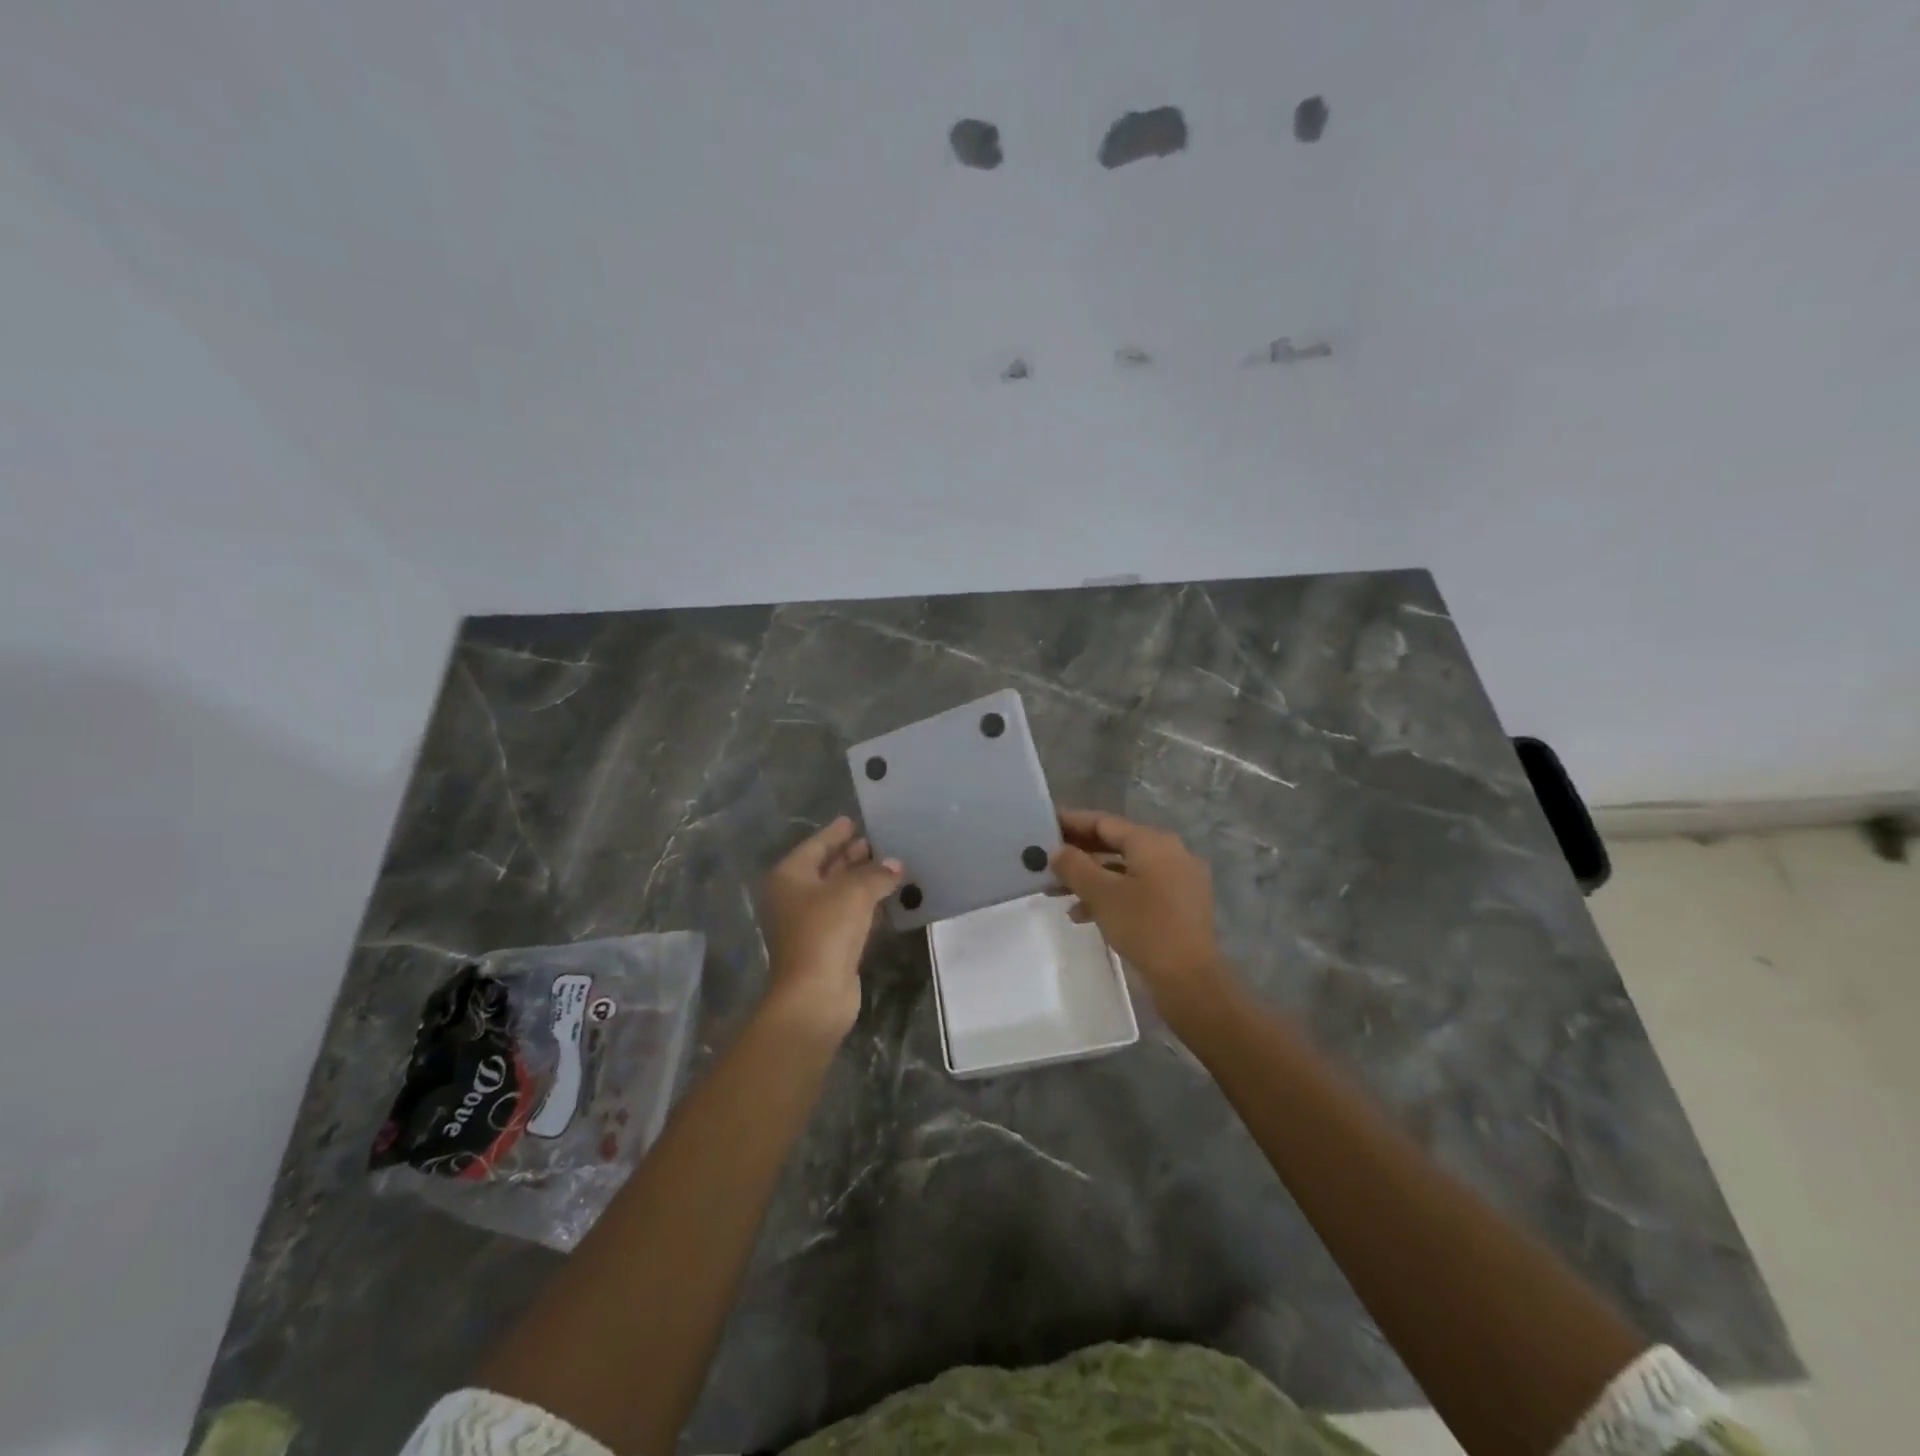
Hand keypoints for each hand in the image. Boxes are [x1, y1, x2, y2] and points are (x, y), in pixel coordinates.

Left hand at [759, 817, 901, 1040]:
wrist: (815, 994)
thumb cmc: (826, 931)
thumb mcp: (854, 893)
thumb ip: (877, 874)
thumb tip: (895, 864)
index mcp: (790, 877)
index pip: (815, 846)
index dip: (835, 833)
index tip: (853, 820)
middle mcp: (793, 898)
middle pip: (825, 868)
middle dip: (850, 856)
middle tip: (877, 841)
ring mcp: (807, 924)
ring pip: (837, 893)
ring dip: (860, 881)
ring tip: (888, 865)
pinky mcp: (825, 946)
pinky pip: (846, 915)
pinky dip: (864, 905)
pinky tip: (886, 898)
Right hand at [1051, 809, 1228, 1025]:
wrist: (1189, 980)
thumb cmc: (1144, 927)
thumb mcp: (1101, 894)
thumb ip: (1074, 866)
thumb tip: (1058, 851)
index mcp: (1153, 842)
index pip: (1104, 822)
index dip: (1072, 822)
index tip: (1045, 826)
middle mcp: (1170, 853)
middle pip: (1115, 844)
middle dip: (1079, 854)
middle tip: (1047, 860)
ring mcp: (1178, 880)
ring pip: (1125, 869)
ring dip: (1091, 878)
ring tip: (1057, 893)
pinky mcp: (1179, 906)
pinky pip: (1138, 889)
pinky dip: (1111, 895)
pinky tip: (1084, 914)